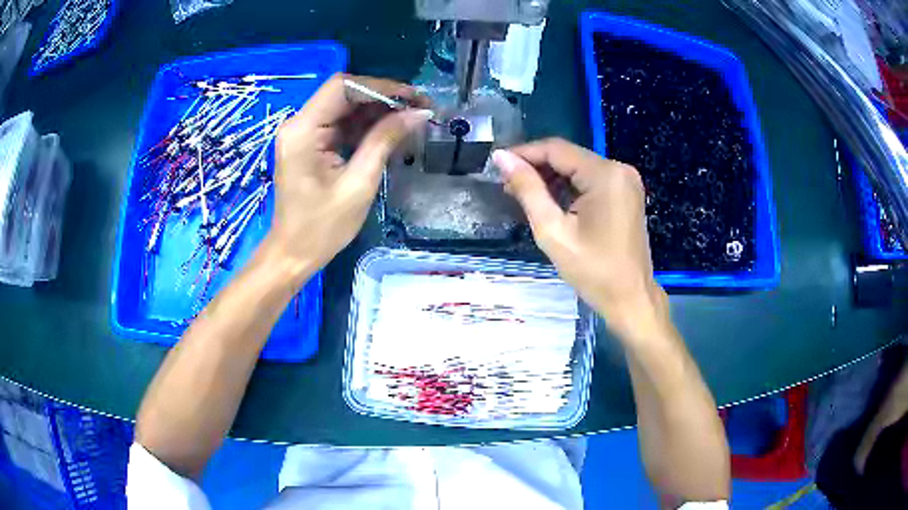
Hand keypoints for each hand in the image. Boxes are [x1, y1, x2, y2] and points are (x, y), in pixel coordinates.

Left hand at [266, 73, 430, 280]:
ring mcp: (303, 133)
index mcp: (303, 130)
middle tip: (419, 108)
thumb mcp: (358, 184)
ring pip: (345, 107)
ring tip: (411, 119)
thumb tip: (418, 113)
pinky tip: (390, 131)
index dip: (380, 86)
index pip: (343, 87)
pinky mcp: (310, 144)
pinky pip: (341, 124)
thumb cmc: (321, 228)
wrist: (293, 255)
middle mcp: (299, 124)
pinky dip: (366, 125)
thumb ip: (385, 141)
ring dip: (378, 110)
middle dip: (383, 97)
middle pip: (344, 93)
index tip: (413, 97)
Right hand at [492, 138, 665, 338]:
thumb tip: (502, 158)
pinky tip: (550, 201)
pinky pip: (591, 180)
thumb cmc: (593, 270)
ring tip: (523, 195)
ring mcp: (626, 180)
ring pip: (578, 168)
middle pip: (568, 157)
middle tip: (507, 186)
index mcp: (605, 174)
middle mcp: (619, 169)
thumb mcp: (553, 230)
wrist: (630, 298)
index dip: (524, 153)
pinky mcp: (626, 193)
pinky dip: (569, 187)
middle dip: (536, 167)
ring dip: (551, 178)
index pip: (556, 149)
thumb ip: (528, 189)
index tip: (497, 164)